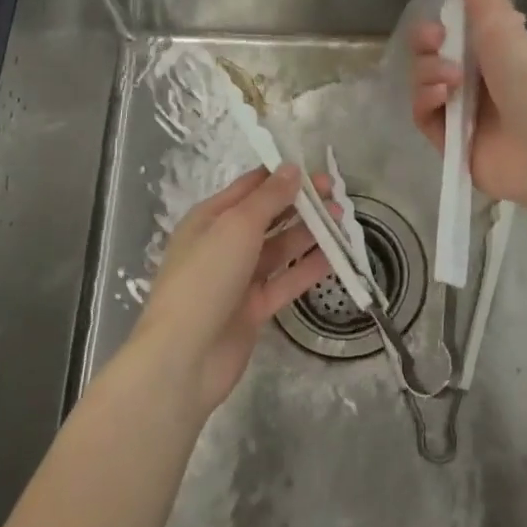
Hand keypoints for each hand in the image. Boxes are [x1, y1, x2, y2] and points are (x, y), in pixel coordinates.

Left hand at [129, 165, 332, 415]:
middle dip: (301, 204)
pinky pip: (285, 281)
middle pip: (268, 217)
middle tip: (337, 196)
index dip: (282, 176)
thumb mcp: (236, 226)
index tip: (317, 170)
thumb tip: (291, 168)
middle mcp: (224, 244)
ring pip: (280, 249)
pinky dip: (308, 269)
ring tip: (342, 222)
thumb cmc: (205, 278)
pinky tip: (335, 258)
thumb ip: (268, 197)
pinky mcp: (253, 308)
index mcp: (210, 218)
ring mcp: (239, 278)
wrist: (184, 357)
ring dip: (309, 234)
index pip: (250, 187)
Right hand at [409, 0, 526, 205]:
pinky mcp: (447, 140)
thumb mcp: (505, 29)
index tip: (438, 11)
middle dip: (426, 44)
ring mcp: (459, 110)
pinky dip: (427, 101)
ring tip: (453, 82)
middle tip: (437, 41)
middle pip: (428, 54)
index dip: (437, 20)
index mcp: (489, 52)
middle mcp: (472, 79)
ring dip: (429, 73)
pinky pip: (421, 113)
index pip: (450, 30)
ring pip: (421, 81)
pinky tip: (444, 99)